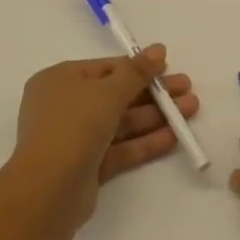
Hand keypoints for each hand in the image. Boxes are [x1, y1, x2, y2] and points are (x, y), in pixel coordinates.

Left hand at [12, 49, 200, 221]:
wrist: (48, 190)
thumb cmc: (74, 125)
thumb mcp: (109, 91)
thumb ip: (137, 71)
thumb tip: (158, 49)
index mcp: (59, 81)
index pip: (105, 69)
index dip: (138, 68)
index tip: (168, 68)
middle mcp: (64, 107)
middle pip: (116, 95)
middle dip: (154, 93)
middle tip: (187, 89)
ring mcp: (75, 139)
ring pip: (121, 123)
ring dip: (155, 116)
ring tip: (191, 109)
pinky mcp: (86, 167)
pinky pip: (120, 148)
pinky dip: (145, 142)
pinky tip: (174, 137)